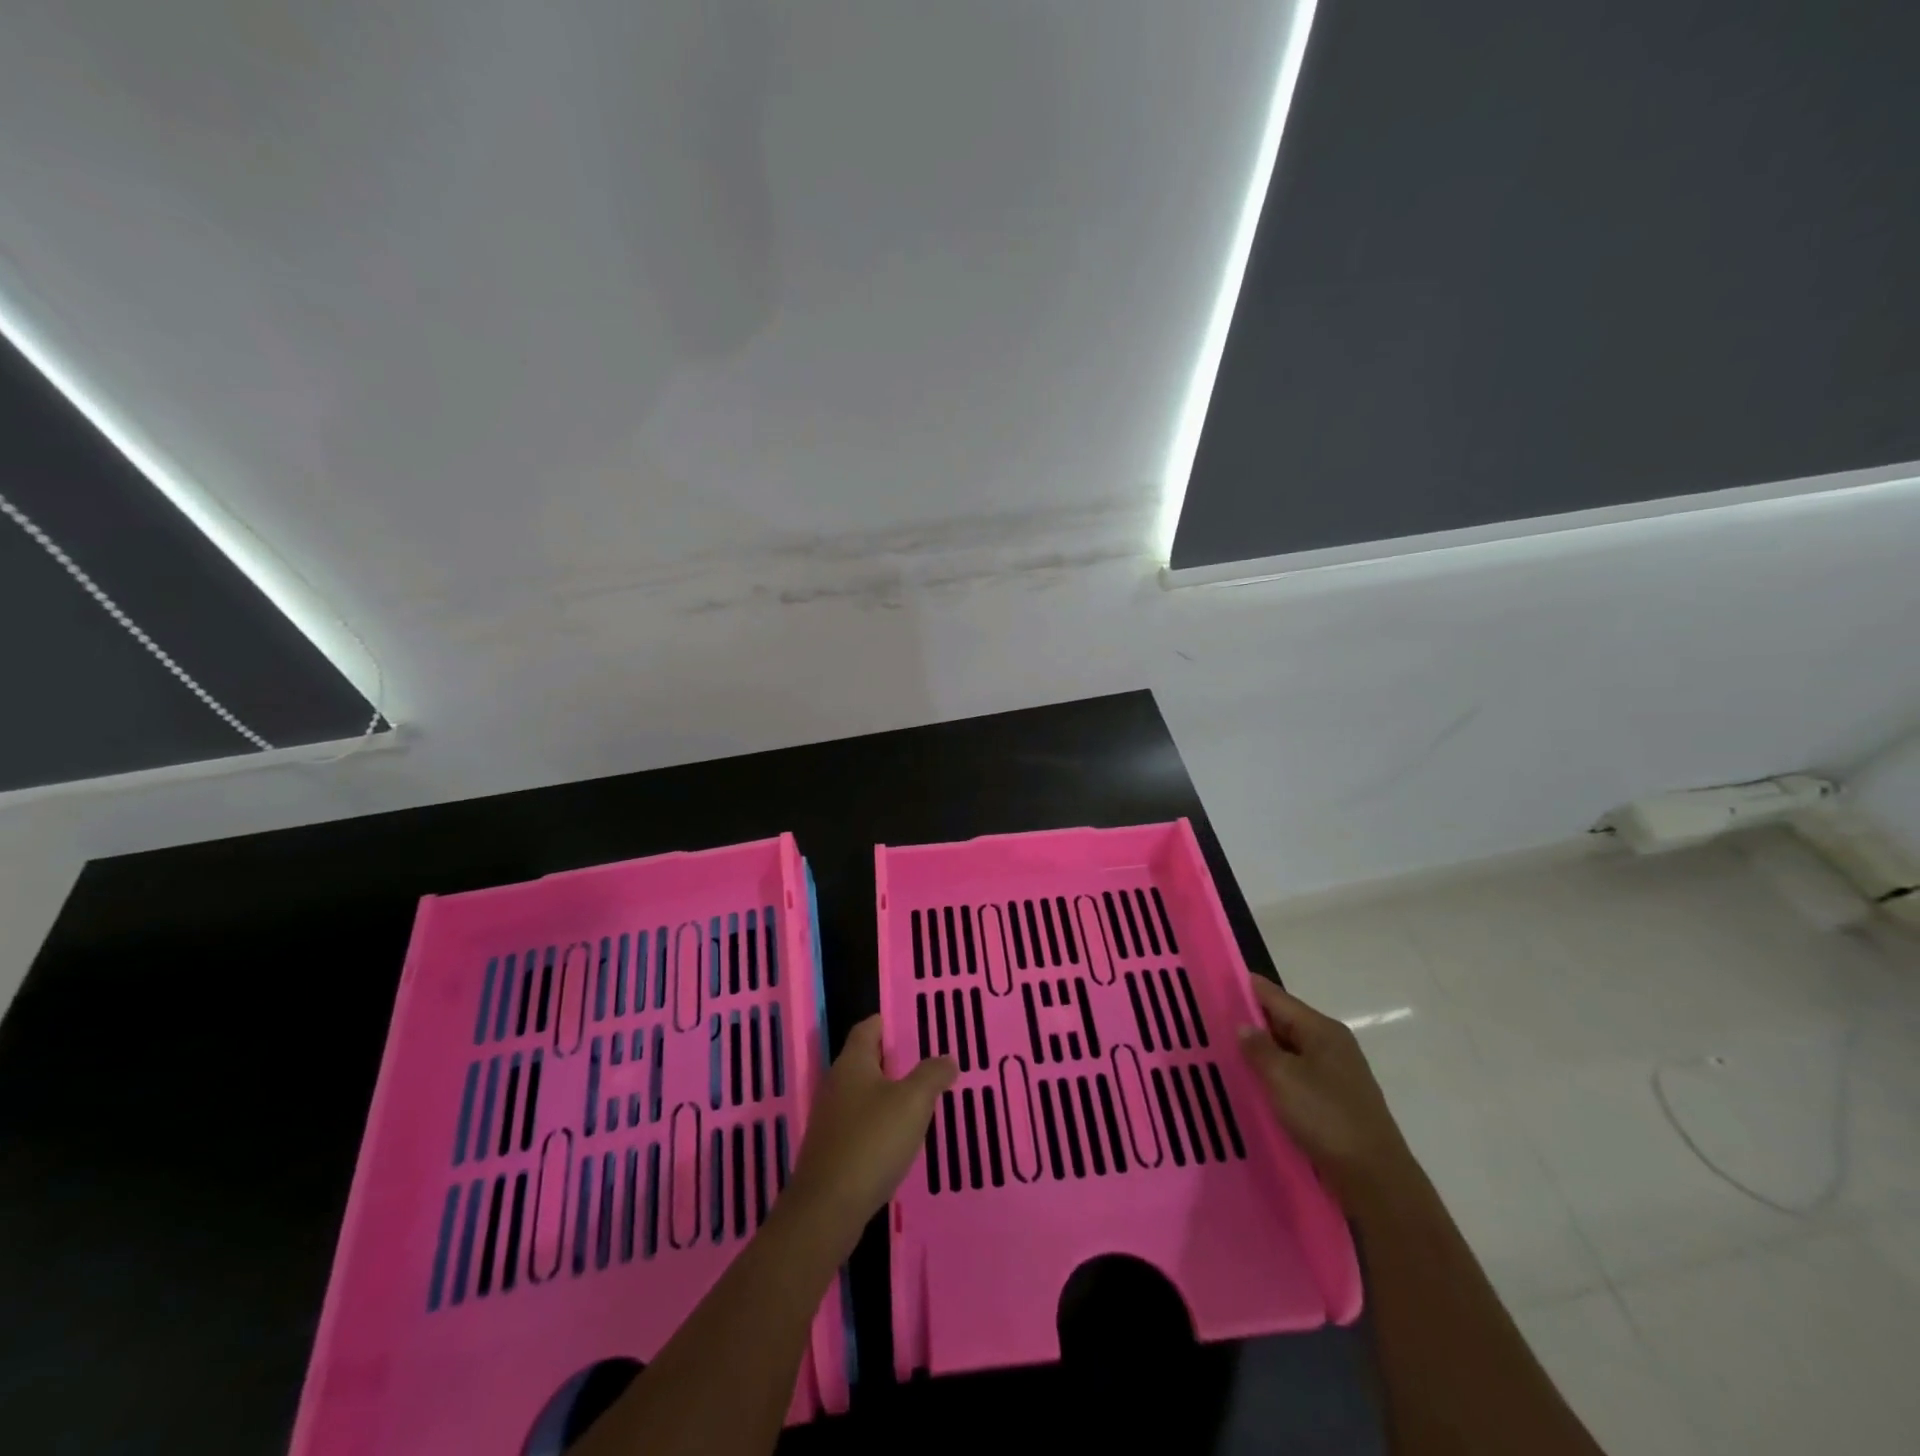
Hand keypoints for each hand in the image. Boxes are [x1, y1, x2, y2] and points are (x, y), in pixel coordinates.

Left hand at [782, 1016, 955, 1241]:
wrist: (827, 1209)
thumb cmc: (872, 1142)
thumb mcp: (912, 1102)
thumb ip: (932, 1075)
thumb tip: (947, 1058)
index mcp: (852, 1063)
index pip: (867, 1028)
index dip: (887, 1023)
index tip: (911, 1024)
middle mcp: (836, 1084)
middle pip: (864, 1060)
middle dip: (891, 1059)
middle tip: (924, 1061)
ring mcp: (830, 1119)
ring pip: (862, 1094)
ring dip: (886, 1094)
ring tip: (918, 1100)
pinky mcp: (830, 1150)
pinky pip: (858, 1124)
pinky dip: (878, 1123)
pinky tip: (897, 1139)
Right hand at [1236, 977, 1414, 1207]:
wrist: (1375, 1179)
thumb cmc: (1326, 1118)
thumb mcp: (1283, 1078)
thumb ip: (1259, 1048)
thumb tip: (1244, 1026)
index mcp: (1322, 1030)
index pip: (1276, 997)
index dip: (1246, 988)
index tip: (1216, 983)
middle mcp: (1332, 1045)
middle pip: (1284, 1022)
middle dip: (1251, 1022)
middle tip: (1211, 1021)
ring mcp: (1337, 1074)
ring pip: (1289, 1052)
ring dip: (1262, 1052)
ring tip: (1226, 1053)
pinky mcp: (1336, 1101)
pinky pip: (1297, 1076)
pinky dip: (1276, 1076)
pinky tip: (1255, 1085)